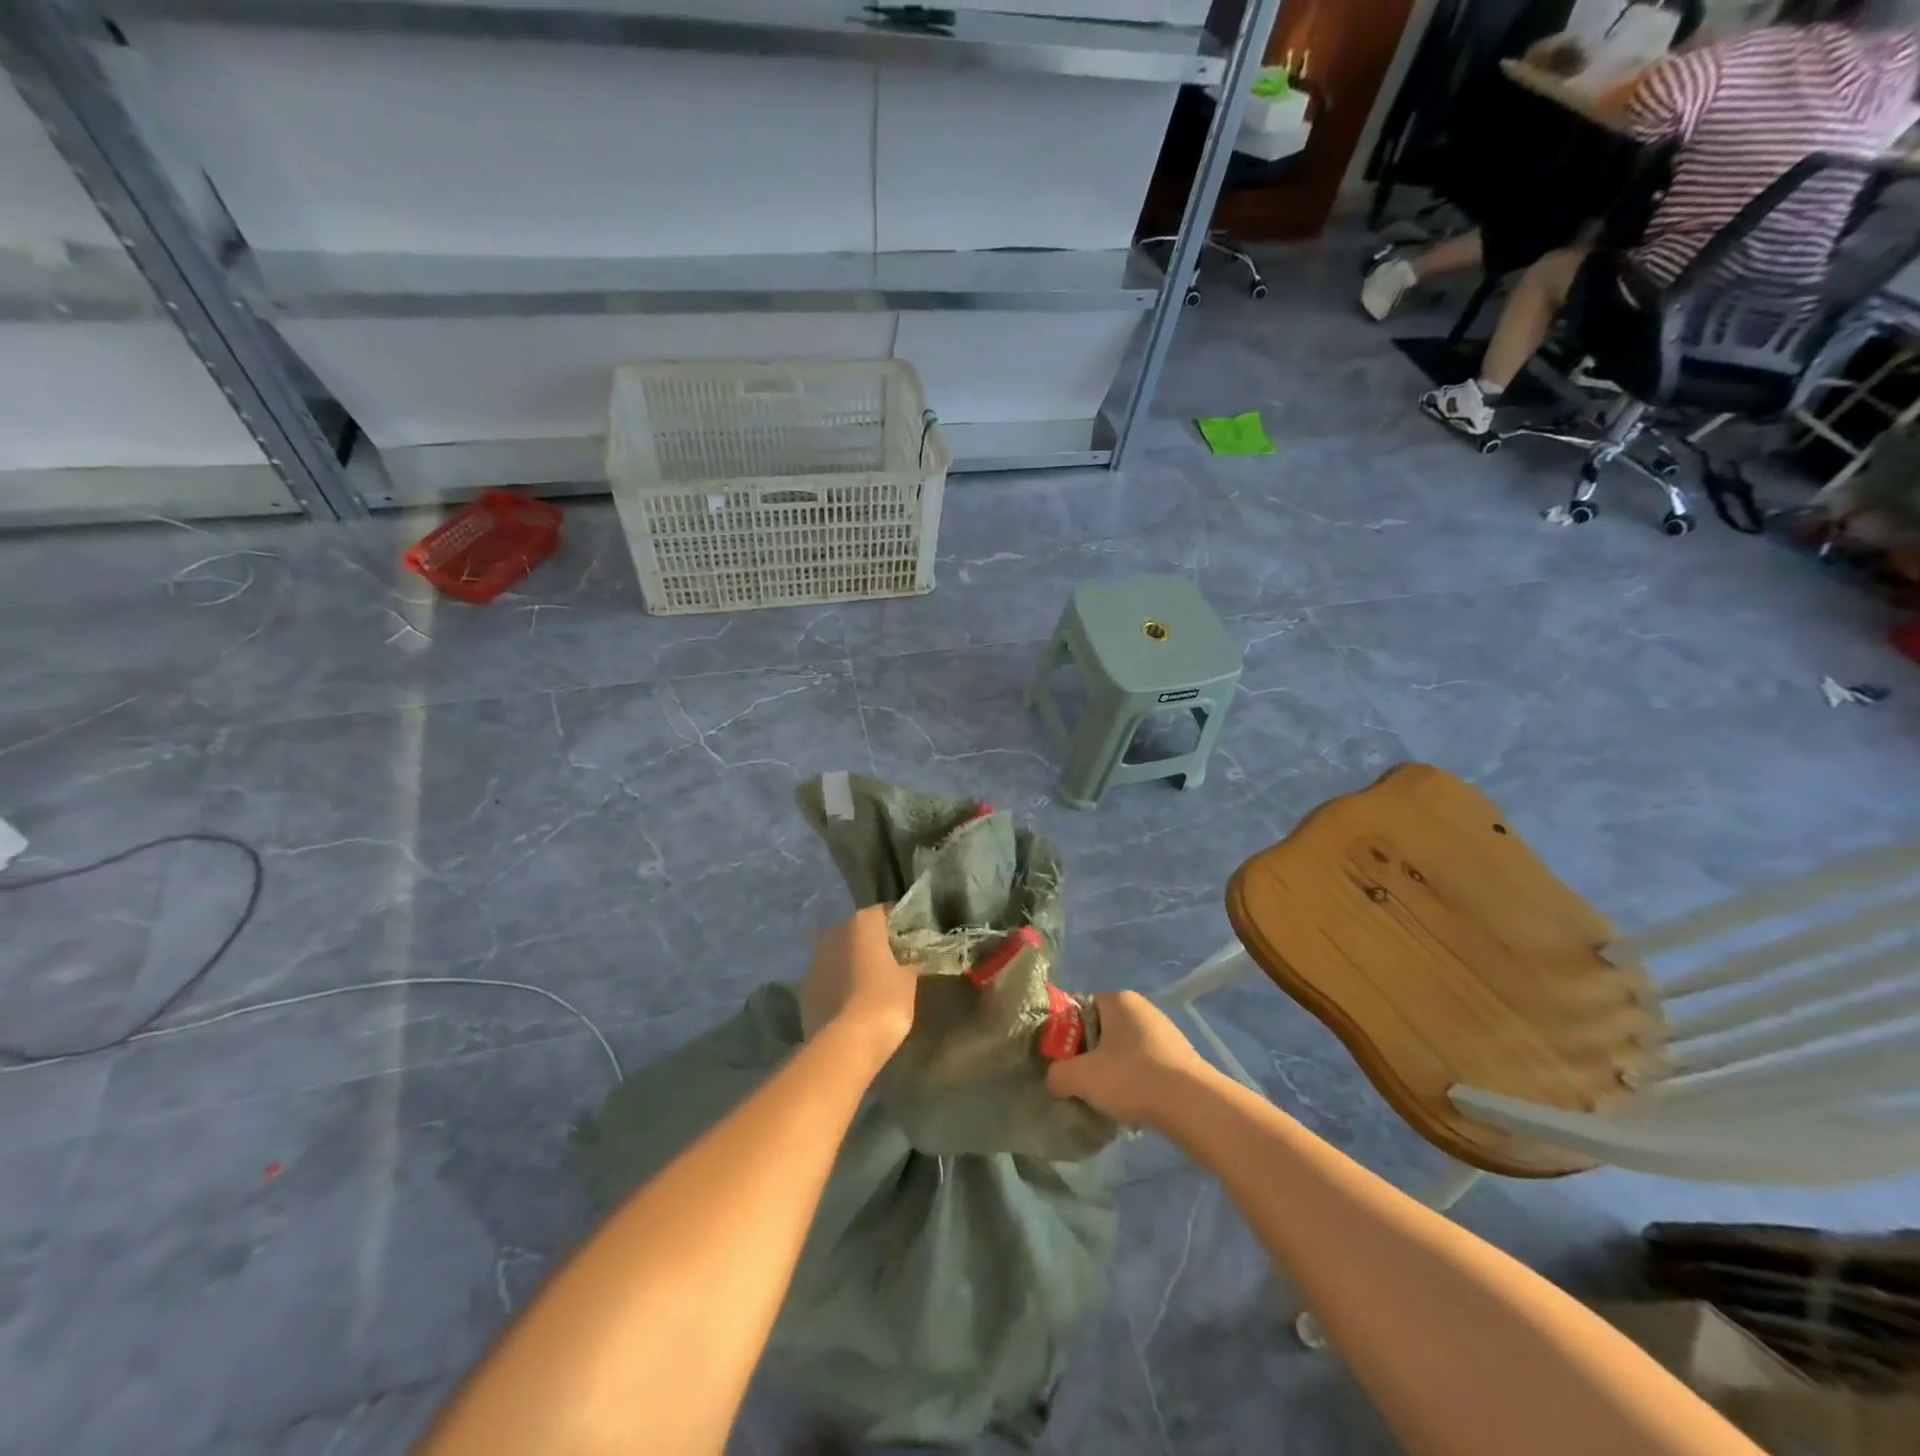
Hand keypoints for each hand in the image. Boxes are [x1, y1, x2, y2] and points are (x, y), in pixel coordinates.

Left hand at [799, 906, 918, 1060]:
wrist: (845, 1043)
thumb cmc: (885, 1001)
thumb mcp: (908, 981)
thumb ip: (909, 963)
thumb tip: (911, 961)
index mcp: (863, 923)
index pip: (885, 912)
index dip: (899, 925)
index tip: (910, 940)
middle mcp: (835, 933)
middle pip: (858, 931)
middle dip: (872, 943)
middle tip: (890, 961)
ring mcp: (815, 960)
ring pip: (838, 953)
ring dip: (851, 963)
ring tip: (868, 984)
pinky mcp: (804, 988)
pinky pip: (827, 978)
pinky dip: (837, 983)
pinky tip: (850, 1001)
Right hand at [1045, 991, 1211, 1126]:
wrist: (1192, 1104)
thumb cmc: (1131, 1077)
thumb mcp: (1081, 1077)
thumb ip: (1057, 1074)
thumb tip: (1055, 1079)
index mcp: (1117, 999)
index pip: (1080, 1008)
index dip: (1066, 1034)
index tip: (1063, 1061)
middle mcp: (1142, 1007)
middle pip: (1102, 1029)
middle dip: (1090, 1055)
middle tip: (1082, 1082)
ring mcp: (1165, 1031)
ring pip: (1124, 1049)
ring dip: (1114, 1070)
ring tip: (1109, 1098)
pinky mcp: (1181, 1056)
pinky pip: (1146, 1064)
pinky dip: (1137, 1080)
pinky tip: (1135, 1103)